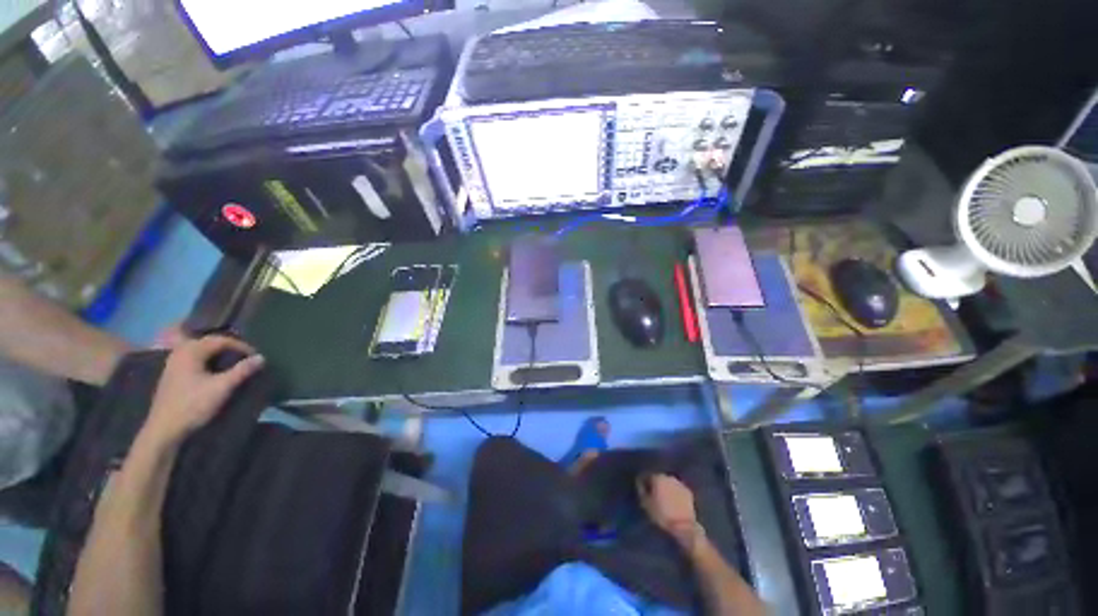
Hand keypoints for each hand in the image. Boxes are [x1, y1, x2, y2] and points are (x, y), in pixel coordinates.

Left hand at [141, 336, 264, 448]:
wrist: (165, 428)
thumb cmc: (193, 405)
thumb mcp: (222, 387)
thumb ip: (242, 370)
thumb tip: (262, 357)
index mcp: (191, 351)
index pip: (221, 340)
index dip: (241, 346)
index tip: (255, 356)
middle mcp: (180, 352)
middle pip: (208, 342)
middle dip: (228, 346)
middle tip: (245, 355)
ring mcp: (173, 363)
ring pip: (199, 349)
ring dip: (217, 353)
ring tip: (232, 361)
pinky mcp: (172, 374)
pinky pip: (193, 358)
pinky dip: (207, 359)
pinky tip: (213, 369)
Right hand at [638, 473, 696, 531]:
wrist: (683, 526)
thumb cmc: (661, 514)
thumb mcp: (645, 503)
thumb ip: (641, 490)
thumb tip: (639, 483)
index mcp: (657, 477)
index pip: (646, 476)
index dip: (643, 484)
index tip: (642, 492)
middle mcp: (669, 477)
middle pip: (658, 479)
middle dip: (655, 485)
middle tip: (652, 496)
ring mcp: (680, 484)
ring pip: (668, 484)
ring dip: (665, 489)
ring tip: (663, 500)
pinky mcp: (688, 492)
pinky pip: (677, 491)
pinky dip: (674, 494)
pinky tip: (673, 503)